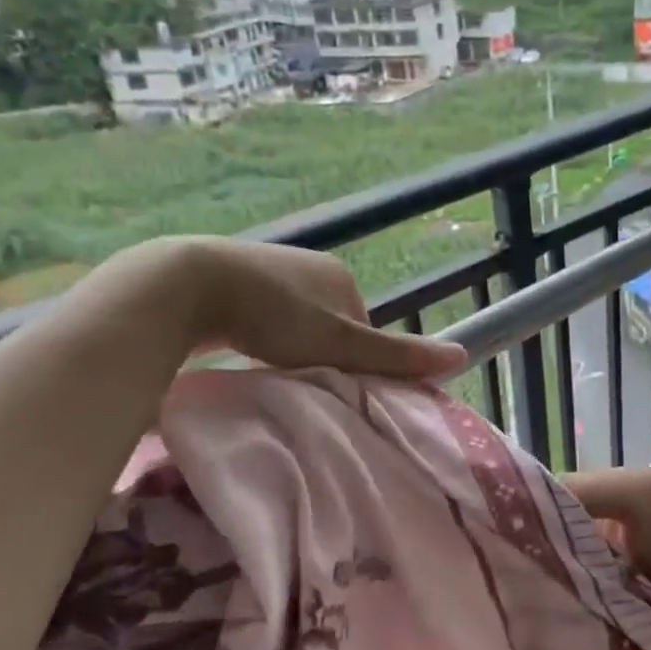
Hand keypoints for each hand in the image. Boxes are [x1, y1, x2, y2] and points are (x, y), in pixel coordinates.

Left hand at [189, 240, 467, 379]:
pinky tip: (242, 350)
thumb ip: (397, 355)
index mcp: (340, 275)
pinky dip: (256, 336)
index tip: (330, 385)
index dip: (352, 361)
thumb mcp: (342, 344)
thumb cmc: (275, 316)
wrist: (189, 286)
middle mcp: (307, 265)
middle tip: (297, 382)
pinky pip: (258, 315)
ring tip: (268, 370)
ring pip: (291, 322)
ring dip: (285, 346)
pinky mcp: (230, 278)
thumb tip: (461, 356)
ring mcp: (267, 268)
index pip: (363, 329)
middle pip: (327, 326)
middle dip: (317, 354)